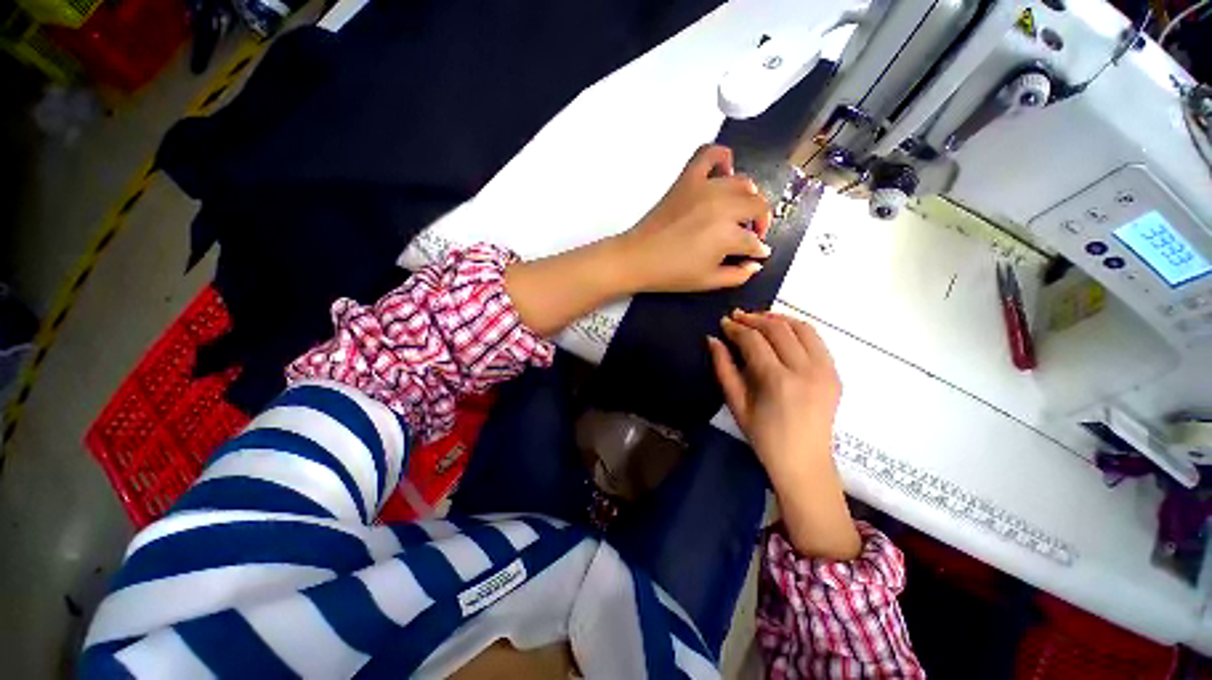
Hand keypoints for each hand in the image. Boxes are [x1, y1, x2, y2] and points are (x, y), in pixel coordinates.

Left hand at [616, 145, 771, 292]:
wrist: (638, 258)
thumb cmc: (672, 274)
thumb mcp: (708, 282)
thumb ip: (737, 276)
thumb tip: (755, 265)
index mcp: (728, 235)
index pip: (753, 241)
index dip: (758, 250)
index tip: (756, 254)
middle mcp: (722, 206)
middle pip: (757, 207)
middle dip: (760, 222)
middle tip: (750, 234)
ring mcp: (705, 188)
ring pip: (743, 182)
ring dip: (748, 197)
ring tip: (739, 211)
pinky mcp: (687, 179)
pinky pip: (709, 154)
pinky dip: (722, 157)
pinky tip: (725, 171)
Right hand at [708, 310, 859, 559]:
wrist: (804, 462)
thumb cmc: (763, 437)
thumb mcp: (736, 404)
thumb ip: (723, 368)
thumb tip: (713, 339)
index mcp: (777, 381)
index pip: (754, 341)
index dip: (736, 328)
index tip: (723, 322)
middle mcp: (805, 370)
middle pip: (777, 329)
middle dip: (753, 318)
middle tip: (736, 316)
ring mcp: (825, 370)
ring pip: (801, 327)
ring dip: (777, 318)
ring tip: (758, 319)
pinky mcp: (835, 373)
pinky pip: (816, 339)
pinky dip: (796, 328)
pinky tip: (781, 331)